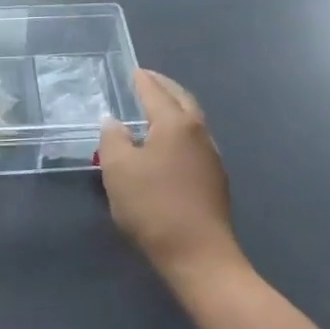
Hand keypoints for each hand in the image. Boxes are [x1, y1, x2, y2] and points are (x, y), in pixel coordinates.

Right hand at [99, 70, 243, 284]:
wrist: (200, 258)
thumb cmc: (154, 207)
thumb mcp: (118, 170)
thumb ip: (113, 139)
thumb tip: (114, 123)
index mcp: (175, 124)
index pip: (156, 92)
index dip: (142, 80)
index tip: (133, 70)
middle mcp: (198, 133)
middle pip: (182, 100)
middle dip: (164, 87)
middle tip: (148, 81)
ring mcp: (212, 157)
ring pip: (192, 121)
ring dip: (175, 109)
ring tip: (156, 110)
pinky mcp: (216, 180)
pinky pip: (195, 141)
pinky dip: (180, 131)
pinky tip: (169, 145)